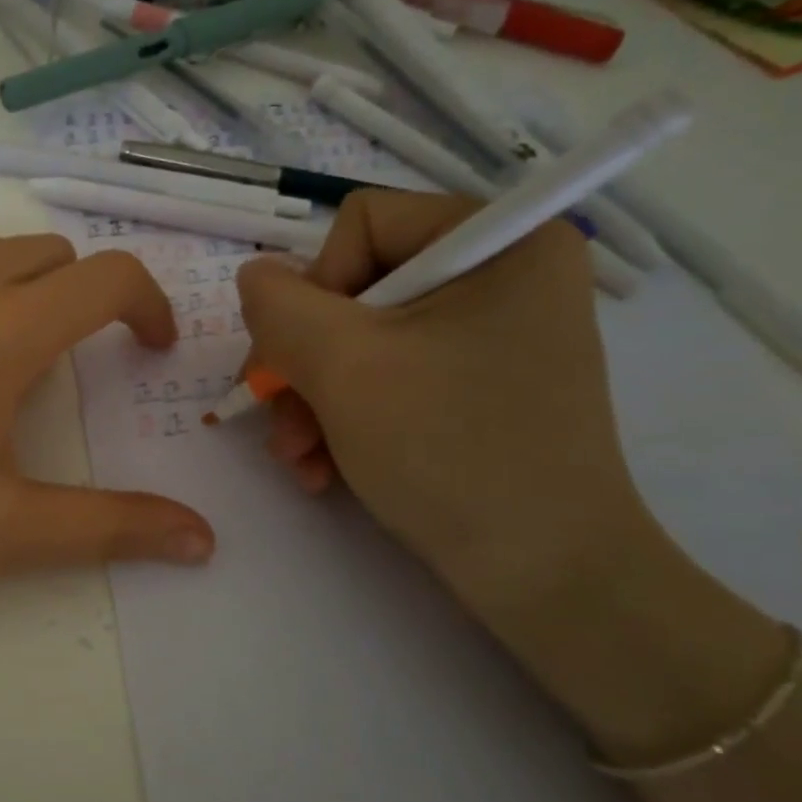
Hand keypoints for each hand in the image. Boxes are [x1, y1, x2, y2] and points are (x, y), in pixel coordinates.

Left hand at [0, 233, 215, 604]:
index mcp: (4, 329)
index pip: (111, 276)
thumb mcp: (1, 532)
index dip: (147, 305)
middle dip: (72, 301)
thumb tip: (204, 538)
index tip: (145, 345)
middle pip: (49, 255)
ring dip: (2, 291)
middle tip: (45, 369)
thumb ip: (111, 527)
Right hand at [234, 191, 655, 636]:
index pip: (362, 224)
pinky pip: (388, 378)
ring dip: (312, 400)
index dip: (314, 288)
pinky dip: (345, 419)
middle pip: (355, 290)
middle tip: (279, 418)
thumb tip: (257, 278)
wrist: (544, 577)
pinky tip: (324, 469)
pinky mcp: (478, 386)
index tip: (301, 358)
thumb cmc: (449, 452)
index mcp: (500, 242)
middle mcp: (503, 277)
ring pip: (361, 342)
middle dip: (304, 362)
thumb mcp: (342, 366)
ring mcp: (491, 336)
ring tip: (299, 458)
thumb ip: (279, 305)